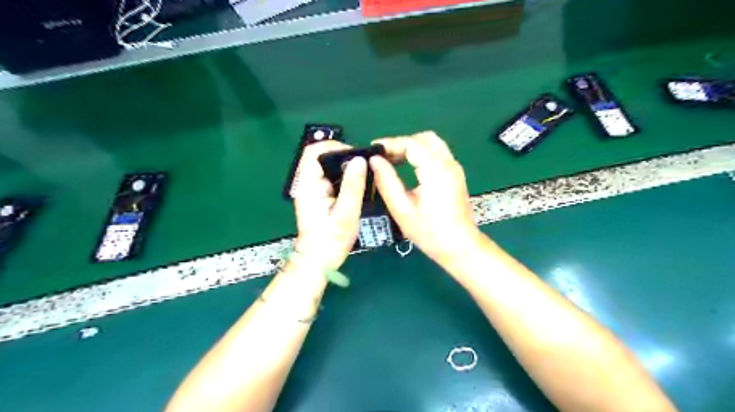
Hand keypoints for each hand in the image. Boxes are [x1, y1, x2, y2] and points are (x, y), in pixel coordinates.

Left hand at [293, 142, 366, 269]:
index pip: (313, 151)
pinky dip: (344, 178)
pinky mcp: (318, 197)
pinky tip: (356, 187)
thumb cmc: (331, 239)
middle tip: (363, 167)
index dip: (334, 147)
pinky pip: (330, 178)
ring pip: (327, 168)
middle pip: (321, 157)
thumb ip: (353, 186)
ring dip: (345, 168)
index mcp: (308, 185)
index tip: (354, 156)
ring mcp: (311, 190)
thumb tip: (359, 159)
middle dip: (343, 157)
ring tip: (362, 177)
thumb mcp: (346, 213)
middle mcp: (307, 184)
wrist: (318, 261)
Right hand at [368, 132, 483, 264]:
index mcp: (436, 170)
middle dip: (402, 143)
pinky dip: (421, 154)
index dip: (391, 143)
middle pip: (424, 139)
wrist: (460, 247)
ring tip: (393, 161)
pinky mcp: (455, 174)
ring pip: (432, 144)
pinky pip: (437, 154)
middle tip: (383, 157)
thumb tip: (374, 160)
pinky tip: (407, 167)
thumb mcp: (402, 209)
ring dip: (412, 147)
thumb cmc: (430, 232)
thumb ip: (387, 182)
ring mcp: (454, 168)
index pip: (412, 143)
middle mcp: (449, 163)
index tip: (373, 150)